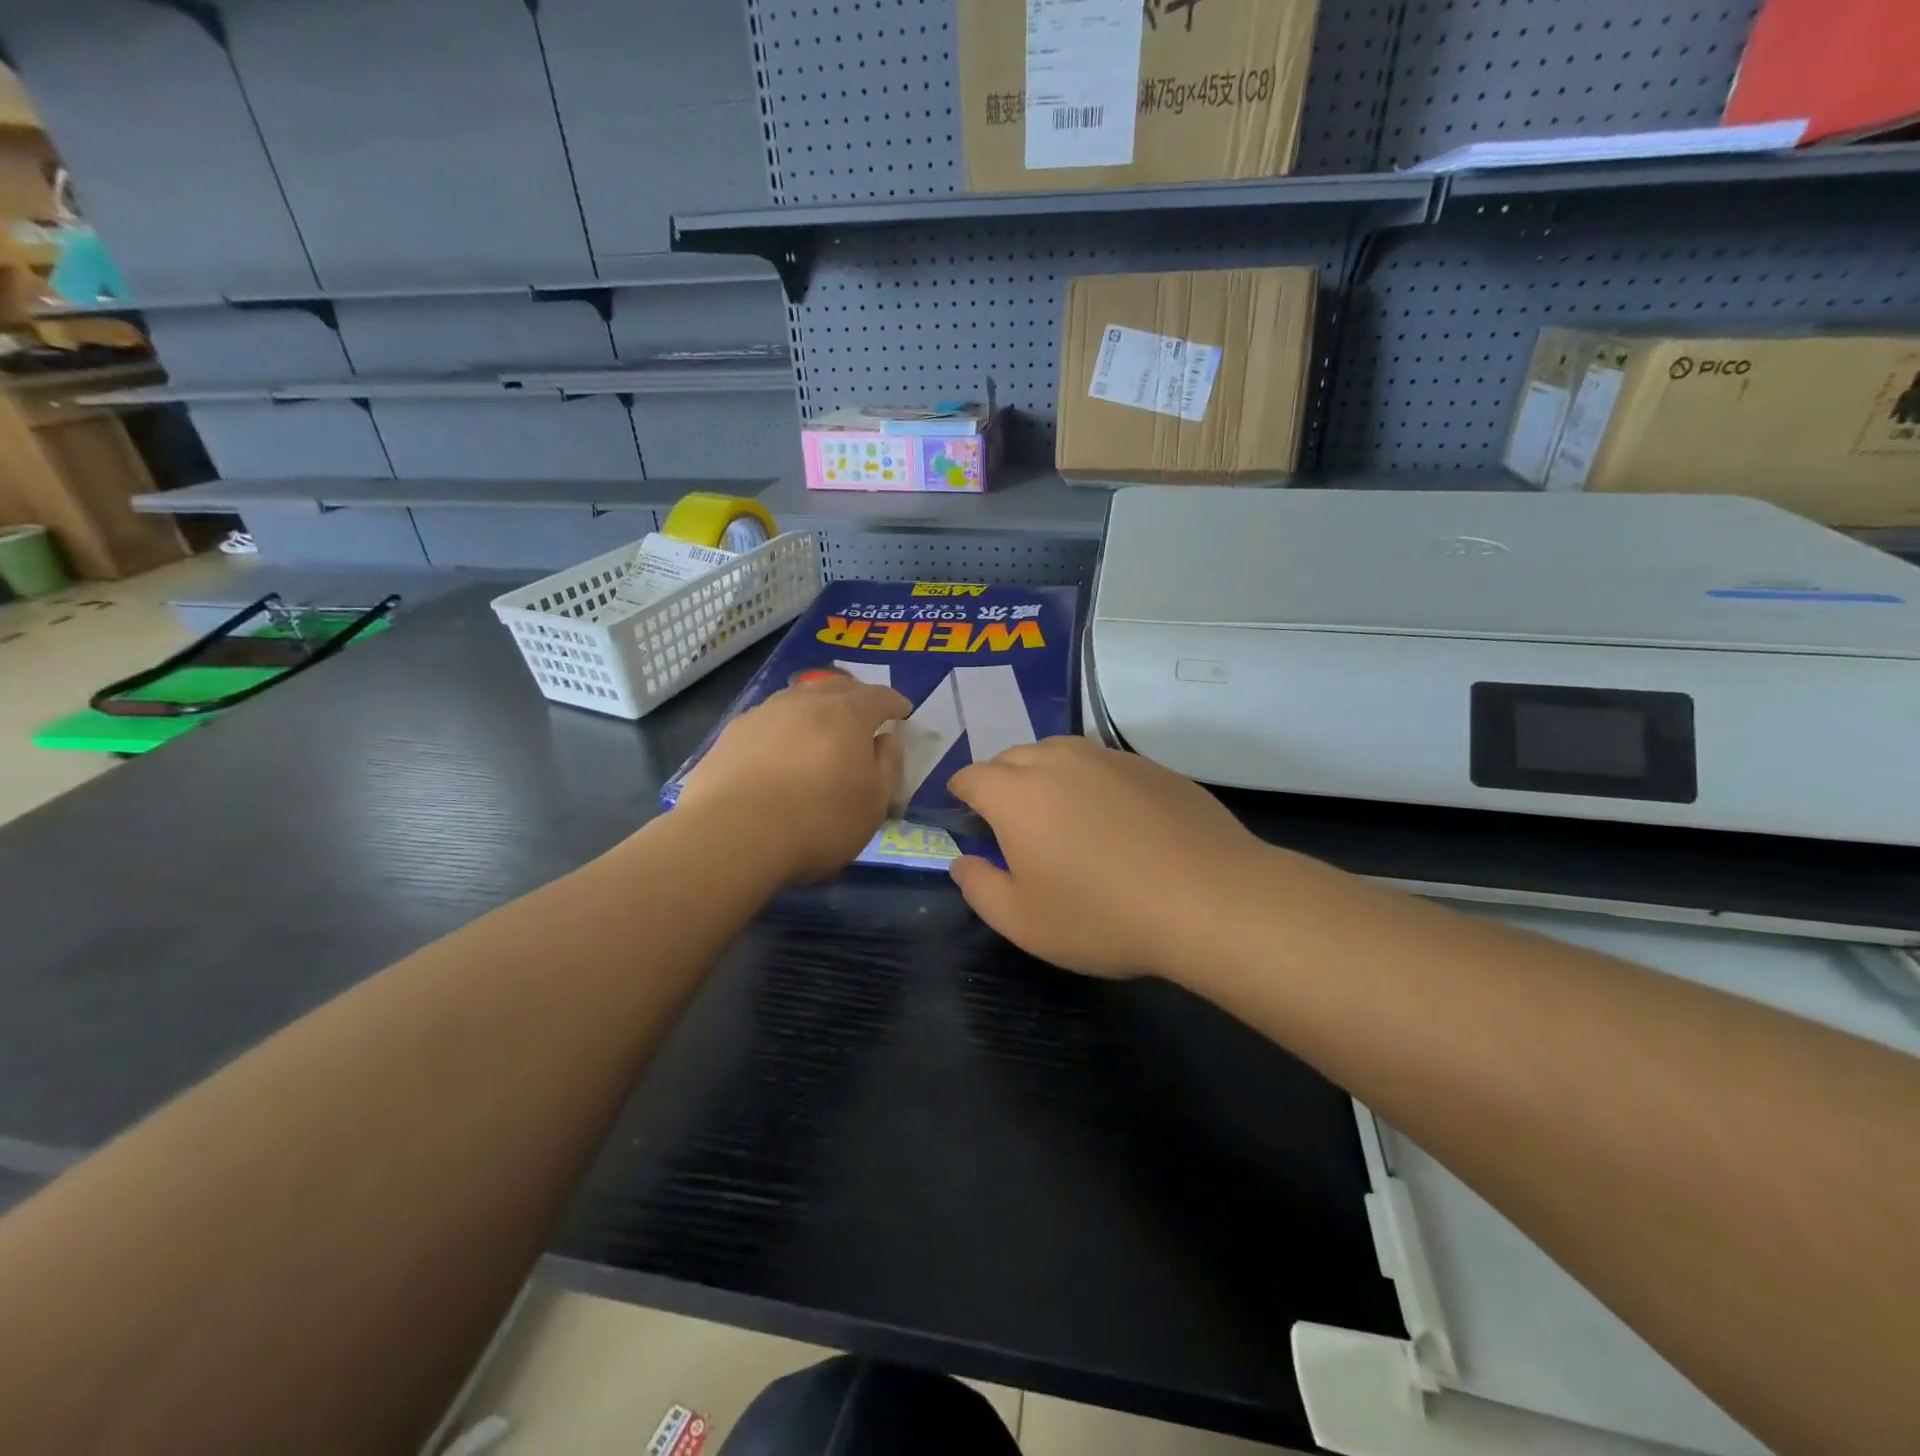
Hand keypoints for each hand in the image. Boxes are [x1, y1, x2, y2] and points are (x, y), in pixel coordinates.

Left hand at [677, 676, 908, 882]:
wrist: (733, 835)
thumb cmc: (819, 821)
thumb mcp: (874, 803)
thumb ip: (887, 765)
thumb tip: (885, 739)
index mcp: (847, 714)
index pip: (879, 696)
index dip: (895, 703)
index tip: (903, 712)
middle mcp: (805, 702)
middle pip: (837, 687)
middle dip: (855, 697)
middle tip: (864, 714)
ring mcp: (764, 713)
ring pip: (798, 699)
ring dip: (815, 708)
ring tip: (819, 728)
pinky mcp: (732, 734)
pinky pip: (768, 720)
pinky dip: (783, 728)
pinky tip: (779, 749)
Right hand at [946, 737, 1269, 980]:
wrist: (1208, 899)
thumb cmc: (1103, 916)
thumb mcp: (1024, 922)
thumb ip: (979, 888)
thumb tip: (962, 862)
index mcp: (1016, 794)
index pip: (971, 776)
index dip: (960, 792)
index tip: (964, 812)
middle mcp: (1057, 761)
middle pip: (1011, 756)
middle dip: (1000, 780)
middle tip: (1010, 819)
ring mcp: (1106, 757)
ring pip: (1057, 751)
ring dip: (1043, 772)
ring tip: (1057, 810)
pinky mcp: (1148, 765)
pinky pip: (1100, 761)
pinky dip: (1088, 779)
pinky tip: (1110, 815)